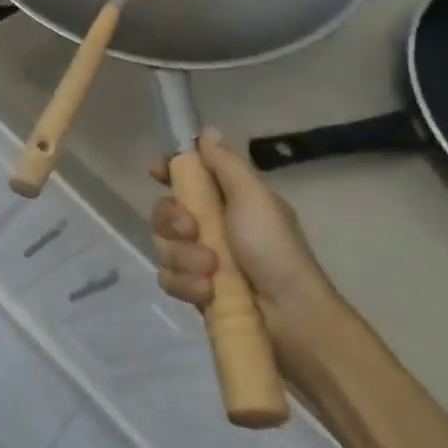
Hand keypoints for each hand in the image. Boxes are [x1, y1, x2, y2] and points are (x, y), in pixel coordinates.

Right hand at [148, 129, 343, 365]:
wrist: (292, 317)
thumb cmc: (275, 249)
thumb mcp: (254, 198)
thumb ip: (225, 164)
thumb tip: (207, 131)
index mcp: (226, 201)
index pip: (186, 177)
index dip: (167, 172)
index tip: (155, 172)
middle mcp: (210, 227)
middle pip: (164, 212)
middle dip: (173, 222)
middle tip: (194, 232)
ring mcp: (200, 260)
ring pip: (163, 246)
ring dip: (184, 258)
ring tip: (211, 272)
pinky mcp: (195, 291)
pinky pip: (168, 278)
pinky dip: (186, 284)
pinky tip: (207, 292)